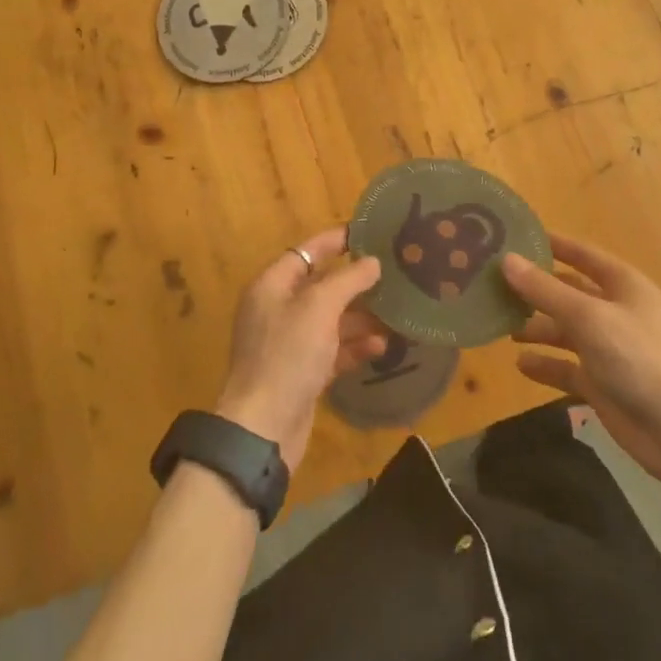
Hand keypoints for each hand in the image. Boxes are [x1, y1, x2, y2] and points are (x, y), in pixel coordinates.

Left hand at [216, 227, 386, 470]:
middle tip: (393, 274)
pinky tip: (382, 345)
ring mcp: (289, 343)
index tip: (368, 232)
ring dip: (361, 316)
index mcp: (272, 286)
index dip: (335, 241)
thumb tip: (372, 262)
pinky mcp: (302, 372)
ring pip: (330, 320)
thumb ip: (348, 280)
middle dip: (356, 282)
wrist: (264, 428)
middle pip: (321, 286)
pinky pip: (332, 349)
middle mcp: (278, 309)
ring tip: (396, 312)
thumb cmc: (288, 355)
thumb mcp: (319, 308)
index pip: (306, 252)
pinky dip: (355, 346)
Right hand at [503, 235, 660, 483]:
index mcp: (623, 285)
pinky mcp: (602, 383)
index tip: (515, 235)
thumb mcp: (588, 317)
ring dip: (536, 327)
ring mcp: (609, 349)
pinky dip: (546, 364)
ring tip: (501, 326)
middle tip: (493, 284)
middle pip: (568, 292)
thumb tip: (506, 260)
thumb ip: (545, 290)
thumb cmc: (639, 358)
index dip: (552, 244)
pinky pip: (566, 367)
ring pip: (564, 329)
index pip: (582, 254)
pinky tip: (520, 364)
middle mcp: (616, 311)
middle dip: (535, 289)